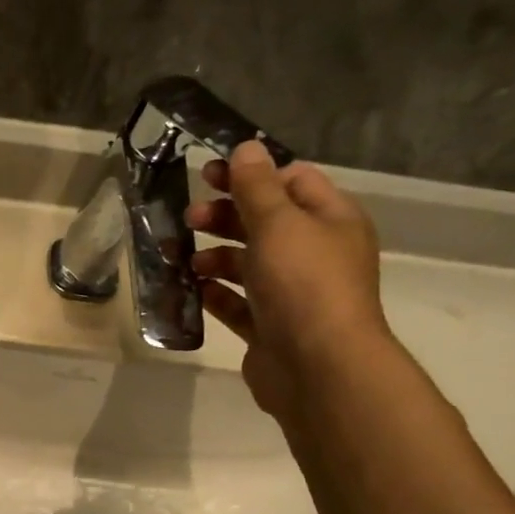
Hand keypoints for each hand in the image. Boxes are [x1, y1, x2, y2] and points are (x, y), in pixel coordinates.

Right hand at [184, 140, 391, 420]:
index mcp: (330, 220)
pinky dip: (216, 294)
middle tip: (189, 218)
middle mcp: (315, 253)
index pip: (292, 181)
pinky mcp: (270, 328)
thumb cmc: (303, 283)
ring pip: (248, 264)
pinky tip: (193, 288)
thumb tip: (246, 147)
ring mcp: (293, 294)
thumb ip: (257, 186)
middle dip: (225, 216)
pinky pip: (238, 303)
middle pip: (265, 223)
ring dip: (215, 256)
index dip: (250, 174)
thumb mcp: (278, 223)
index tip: (208, 175)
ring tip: (184, 259)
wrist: (317, 367)